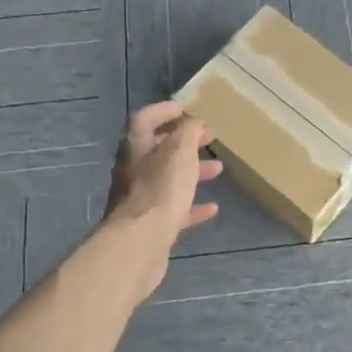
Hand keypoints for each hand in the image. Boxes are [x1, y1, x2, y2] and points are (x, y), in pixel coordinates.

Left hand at [104, 101, 221, 243]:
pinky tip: (212, 208)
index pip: (145, 119)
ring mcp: (140, 199)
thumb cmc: (161, 189)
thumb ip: (189, 131)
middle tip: (208, 138)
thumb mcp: (180, 151)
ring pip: (168, 179)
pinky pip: (174, 209)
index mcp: (136, 147)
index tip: (185, 108)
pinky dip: (192, 206)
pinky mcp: (150, 225)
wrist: (140, 242)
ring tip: (218, 169)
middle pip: (158, 149)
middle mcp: (133, 170)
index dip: (163, 111)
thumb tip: (194, 122)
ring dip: (192, 172)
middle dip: (184, 142)